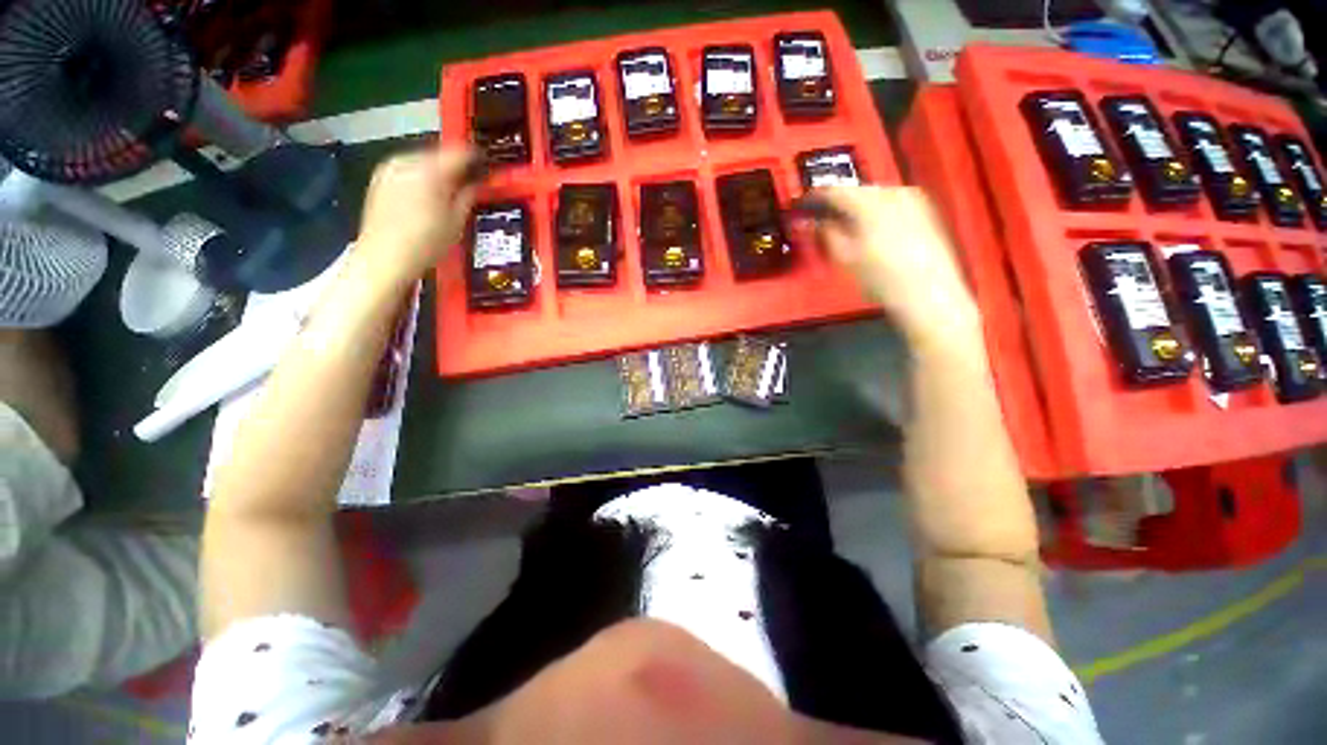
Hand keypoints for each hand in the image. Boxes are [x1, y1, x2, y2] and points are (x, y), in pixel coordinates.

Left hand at [356, 146, 482, 285]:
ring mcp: (390, 169)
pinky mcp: (379, 179)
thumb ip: (467, 197)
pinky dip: (420, 178)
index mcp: (431, 171)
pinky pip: (407, 170)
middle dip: (454, 166)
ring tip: (448, 192)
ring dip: (436, 172)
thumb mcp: (456, 222)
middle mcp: (408, 162)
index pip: (461, 153)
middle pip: (439, 155)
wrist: (384, 258)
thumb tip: (475, 185)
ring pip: (422, 161)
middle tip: (469, 182)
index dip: (477, 158)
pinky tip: (426, 198)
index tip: (486, 165)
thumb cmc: (426, 243)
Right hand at [797, 186, 978, 346]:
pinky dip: (875, 212)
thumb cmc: (881, 277)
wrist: (929, 293)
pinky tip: (870, 230)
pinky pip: (890, 203)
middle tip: (821, 219)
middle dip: (837, 203)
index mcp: (870, 201)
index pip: (835, 191)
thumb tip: (814, 222)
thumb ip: (826, 234)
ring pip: (875, 195)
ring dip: (856, 208)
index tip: (802, 207)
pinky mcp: (924, 210)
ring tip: (844, 226)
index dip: (814, 198)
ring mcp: (913, 199)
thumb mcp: (845, 257)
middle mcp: (893, 192)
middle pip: (856, 190)